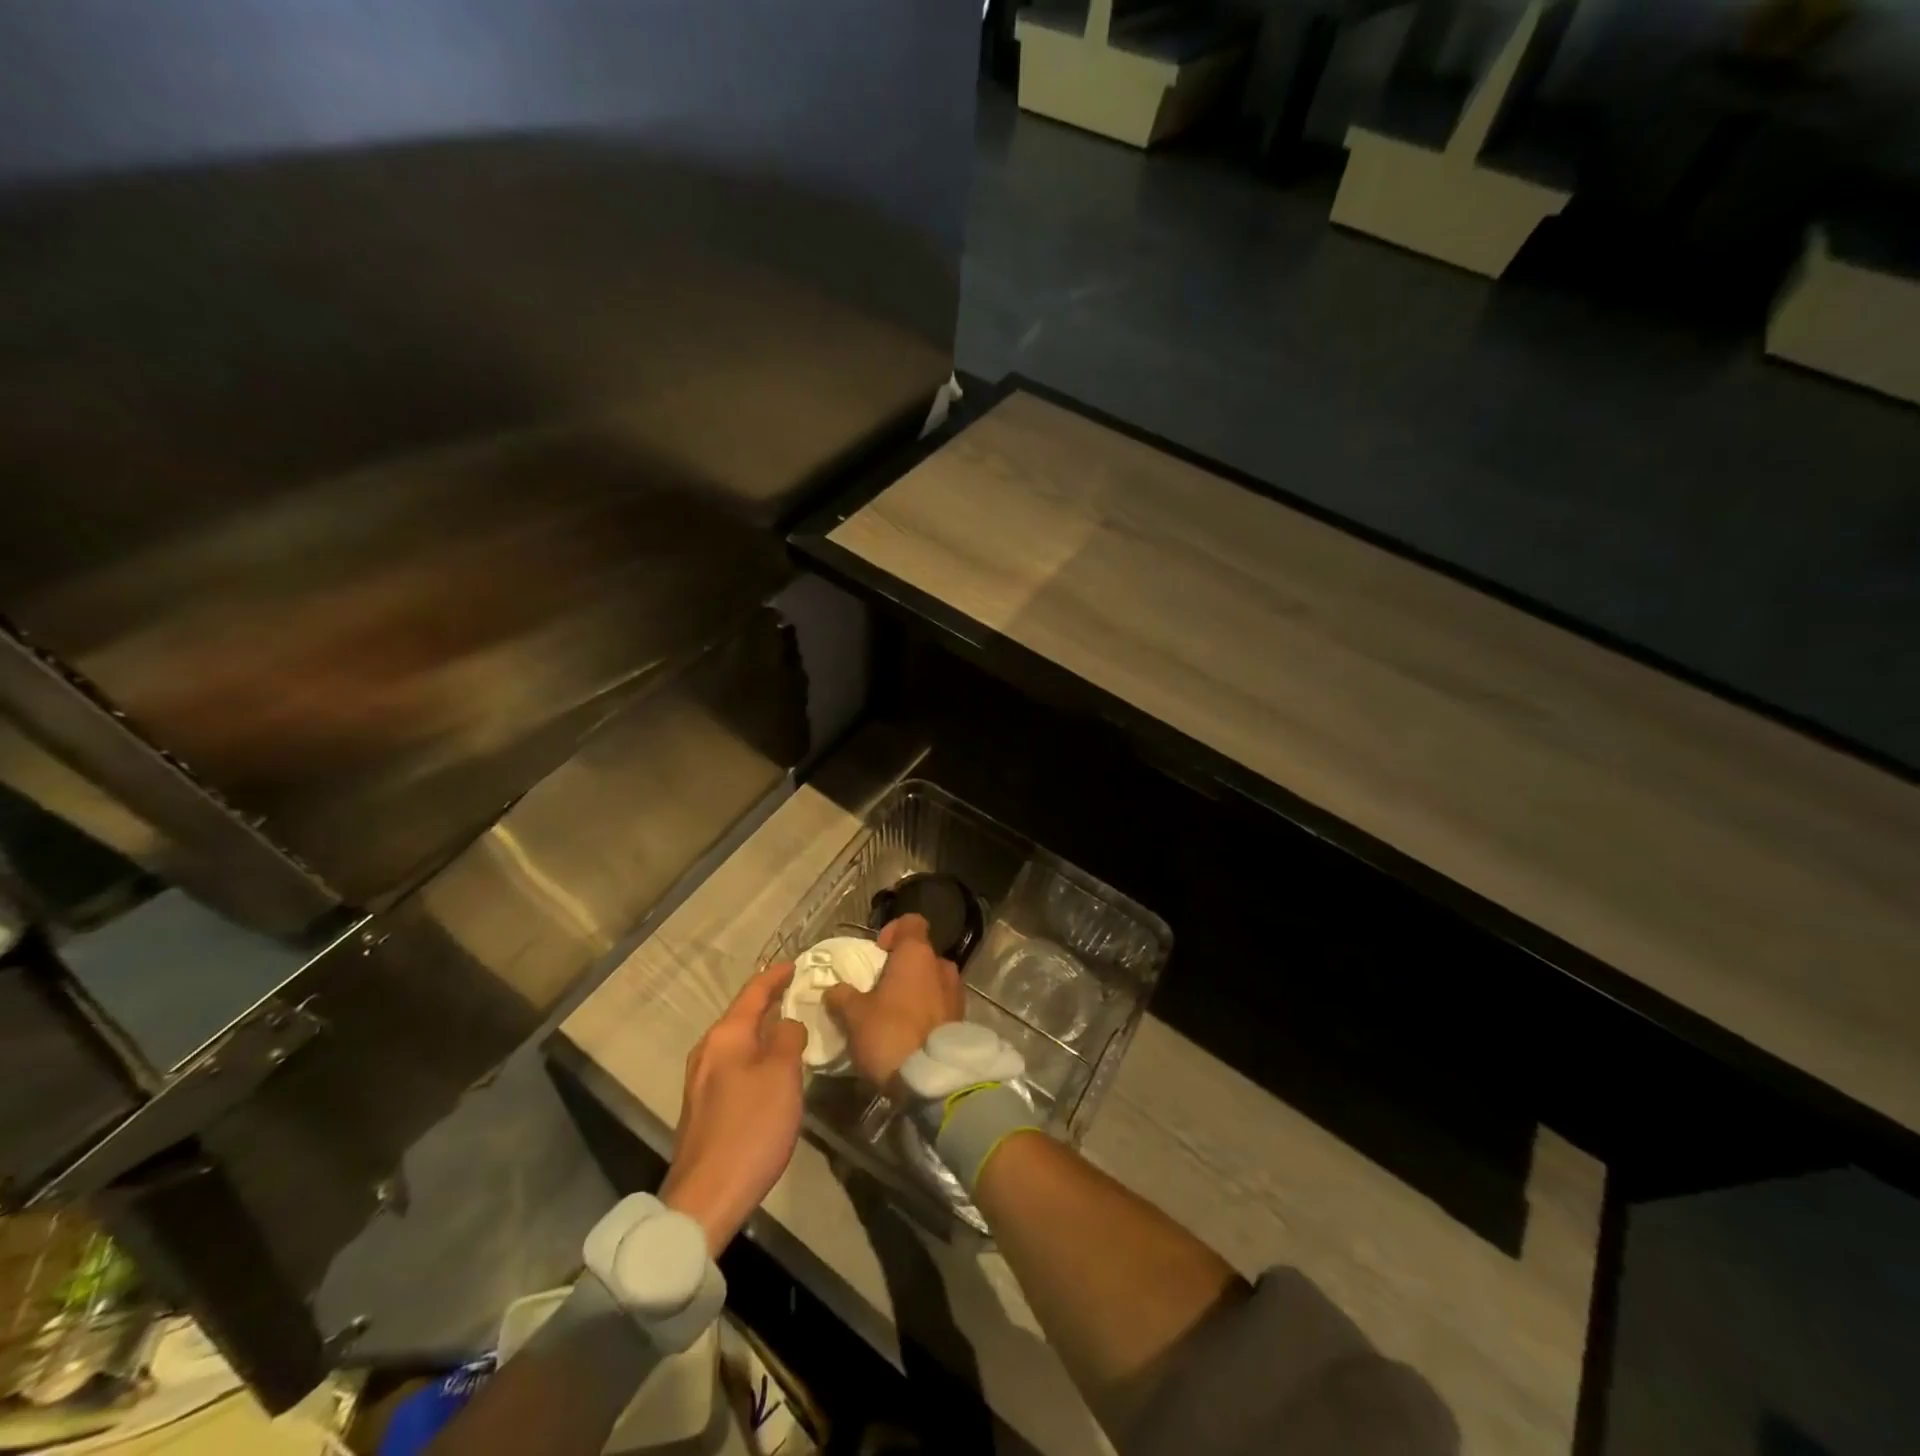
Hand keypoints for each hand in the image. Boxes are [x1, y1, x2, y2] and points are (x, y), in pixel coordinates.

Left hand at [661, 962, 808, 1256]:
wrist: (706, 1197)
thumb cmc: (750, 1127)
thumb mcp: (782, 1075)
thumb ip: (788, 1038)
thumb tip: (787, 1024)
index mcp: (726, 1036)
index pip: (753, 992)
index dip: (775, 976)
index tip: (795, 964)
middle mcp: (708, 1051)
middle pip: (741, 1015)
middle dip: (768, 1002)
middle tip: (797, 992)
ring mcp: (701, 1081)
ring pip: (737, 1042)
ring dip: (761, 1030)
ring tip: (788, 1026)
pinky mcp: (704, 1108)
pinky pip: (734, 1065)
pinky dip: (755, 1055)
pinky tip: (770, 1068)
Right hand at [824, 914, 963, 1088]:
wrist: (934, 1079)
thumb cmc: (891, 1034)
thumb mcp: (855, 1016)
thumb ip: (843, 996)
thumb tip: (834, 990)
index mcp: (917, 953)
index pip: (911, 922)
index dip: (893, 931)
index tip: (877, 952)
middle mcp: (942, 966)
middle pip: (921, 954)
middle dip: (901, 967)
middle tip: (879, 989)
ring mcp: (956, 993)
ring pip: (932, 980)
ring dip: (915, 991)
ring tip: (893, 1014)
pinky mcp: (962, 1019)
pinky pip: (940, 1004)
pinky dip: (926, 1011)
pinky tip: (910, 1033)